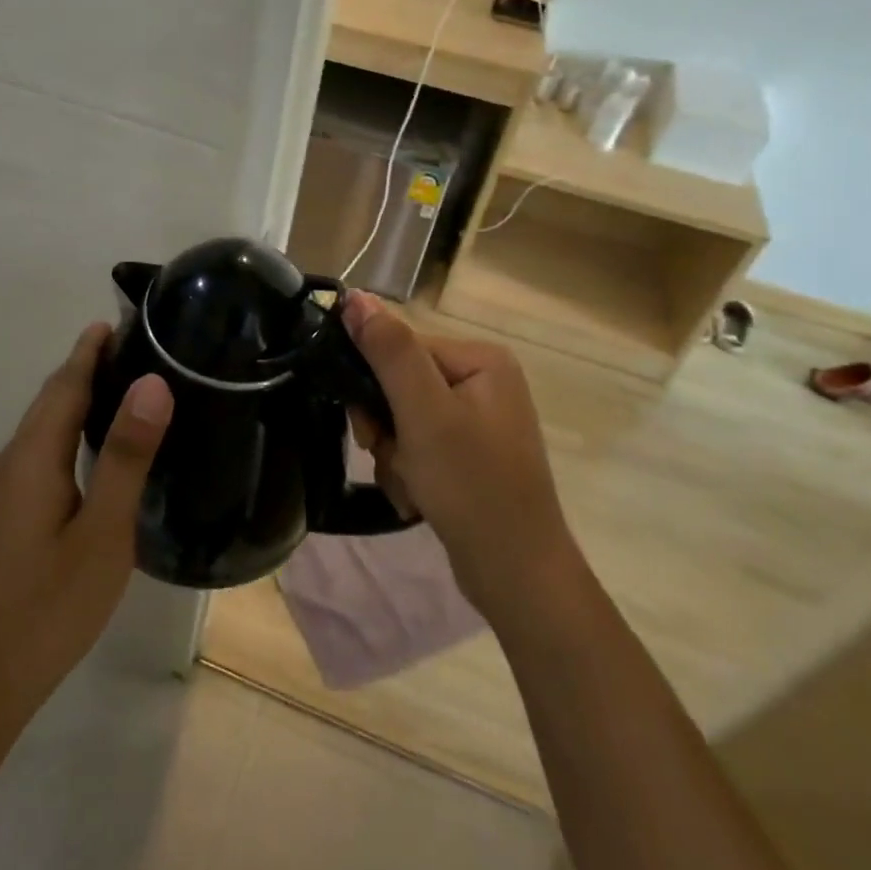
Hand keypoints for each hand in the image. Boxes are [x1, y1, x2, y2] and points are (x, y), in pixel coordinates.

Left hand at [0, 324, 172, 730]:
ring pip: (46, 424)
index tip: (123, 318)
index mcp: (33, 456)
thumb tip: (151, 384)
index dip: (92, 348)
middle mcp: (14, 461)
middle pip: (53, 398)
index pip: (66, 383)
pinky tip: (99, 444)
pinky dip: (72, 426)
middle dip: (88, 365)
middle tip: (140, 344)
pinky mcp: (12, 511)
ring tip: (128, 382)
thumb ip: (125, 456)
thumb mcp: (103, 530)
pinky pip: (44, 448)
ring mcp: (8, 488)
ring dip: (80, 395)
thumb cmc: (52, 602)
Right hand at [342, 292, 570, 617]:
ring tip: (410, 485)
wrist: (516, 573)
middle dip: (386, 427)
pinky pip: (420, 445)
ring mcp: (479, 420)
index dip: (375, 386)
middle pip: (400, 385)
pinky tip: (418, 498)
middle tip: (389, 456)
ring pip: (403, 419)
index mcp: (481, 359)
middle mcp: (483, 381)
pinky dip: (409, 470)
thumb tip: (354, 296)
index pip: (402, 349)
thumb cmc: (471, 485)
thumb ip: (389, 351)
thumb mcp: (424, 412)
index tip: (371, 427)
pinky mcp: (471, 453)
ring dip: (394, 454)